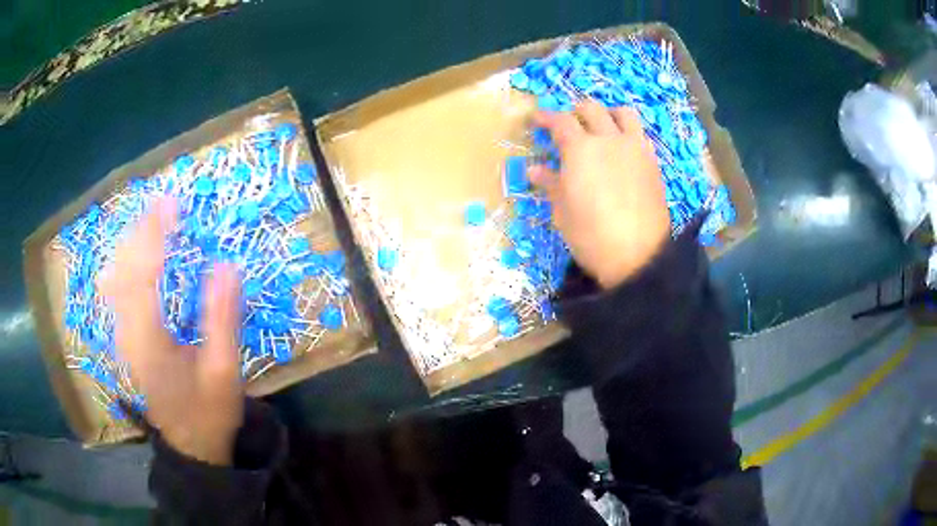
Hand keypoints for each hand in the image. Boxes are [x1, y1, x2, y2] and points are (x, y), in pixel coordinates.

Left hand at [101, 198, 242, 465]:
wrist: (190, 446)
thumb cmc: (209, 412)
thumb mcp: (224, 371)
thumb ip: (222, 318)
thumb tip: (226, 264)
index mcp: (150, 340)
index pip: (144, 273)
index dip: (155, 235)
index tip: (172, 204)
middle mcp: (127, 332)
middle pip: (123, 268)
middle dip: (140, 231)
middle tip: (163, 203)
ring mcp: (121, 336)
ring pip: (115, 277)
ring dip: (130, 243)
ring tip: (150, 219)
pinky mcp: (124, 339)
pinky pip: (116, 290)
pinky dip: (124, 263)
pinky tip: (132, 253)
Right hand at [530, 101, 668, 288]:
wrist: (639, 257)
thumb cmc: (591, 236)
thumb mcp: (563, 212)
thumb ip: (550, 184)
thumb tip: (535, 169)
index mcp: (580, 149)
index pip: (560, 120)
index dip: (545, 117)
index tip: (537, 120)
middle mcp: (609, 139)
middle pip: (591, 109)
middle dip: (575, 112)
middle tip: (567, 127)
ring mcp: (635, 148)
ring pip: (622, 113)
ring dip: (607, 114)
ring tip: (601, 128)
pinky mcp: (652, 162)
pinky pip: (640, 134)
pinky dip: (627, 132)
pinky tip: (622, 150)